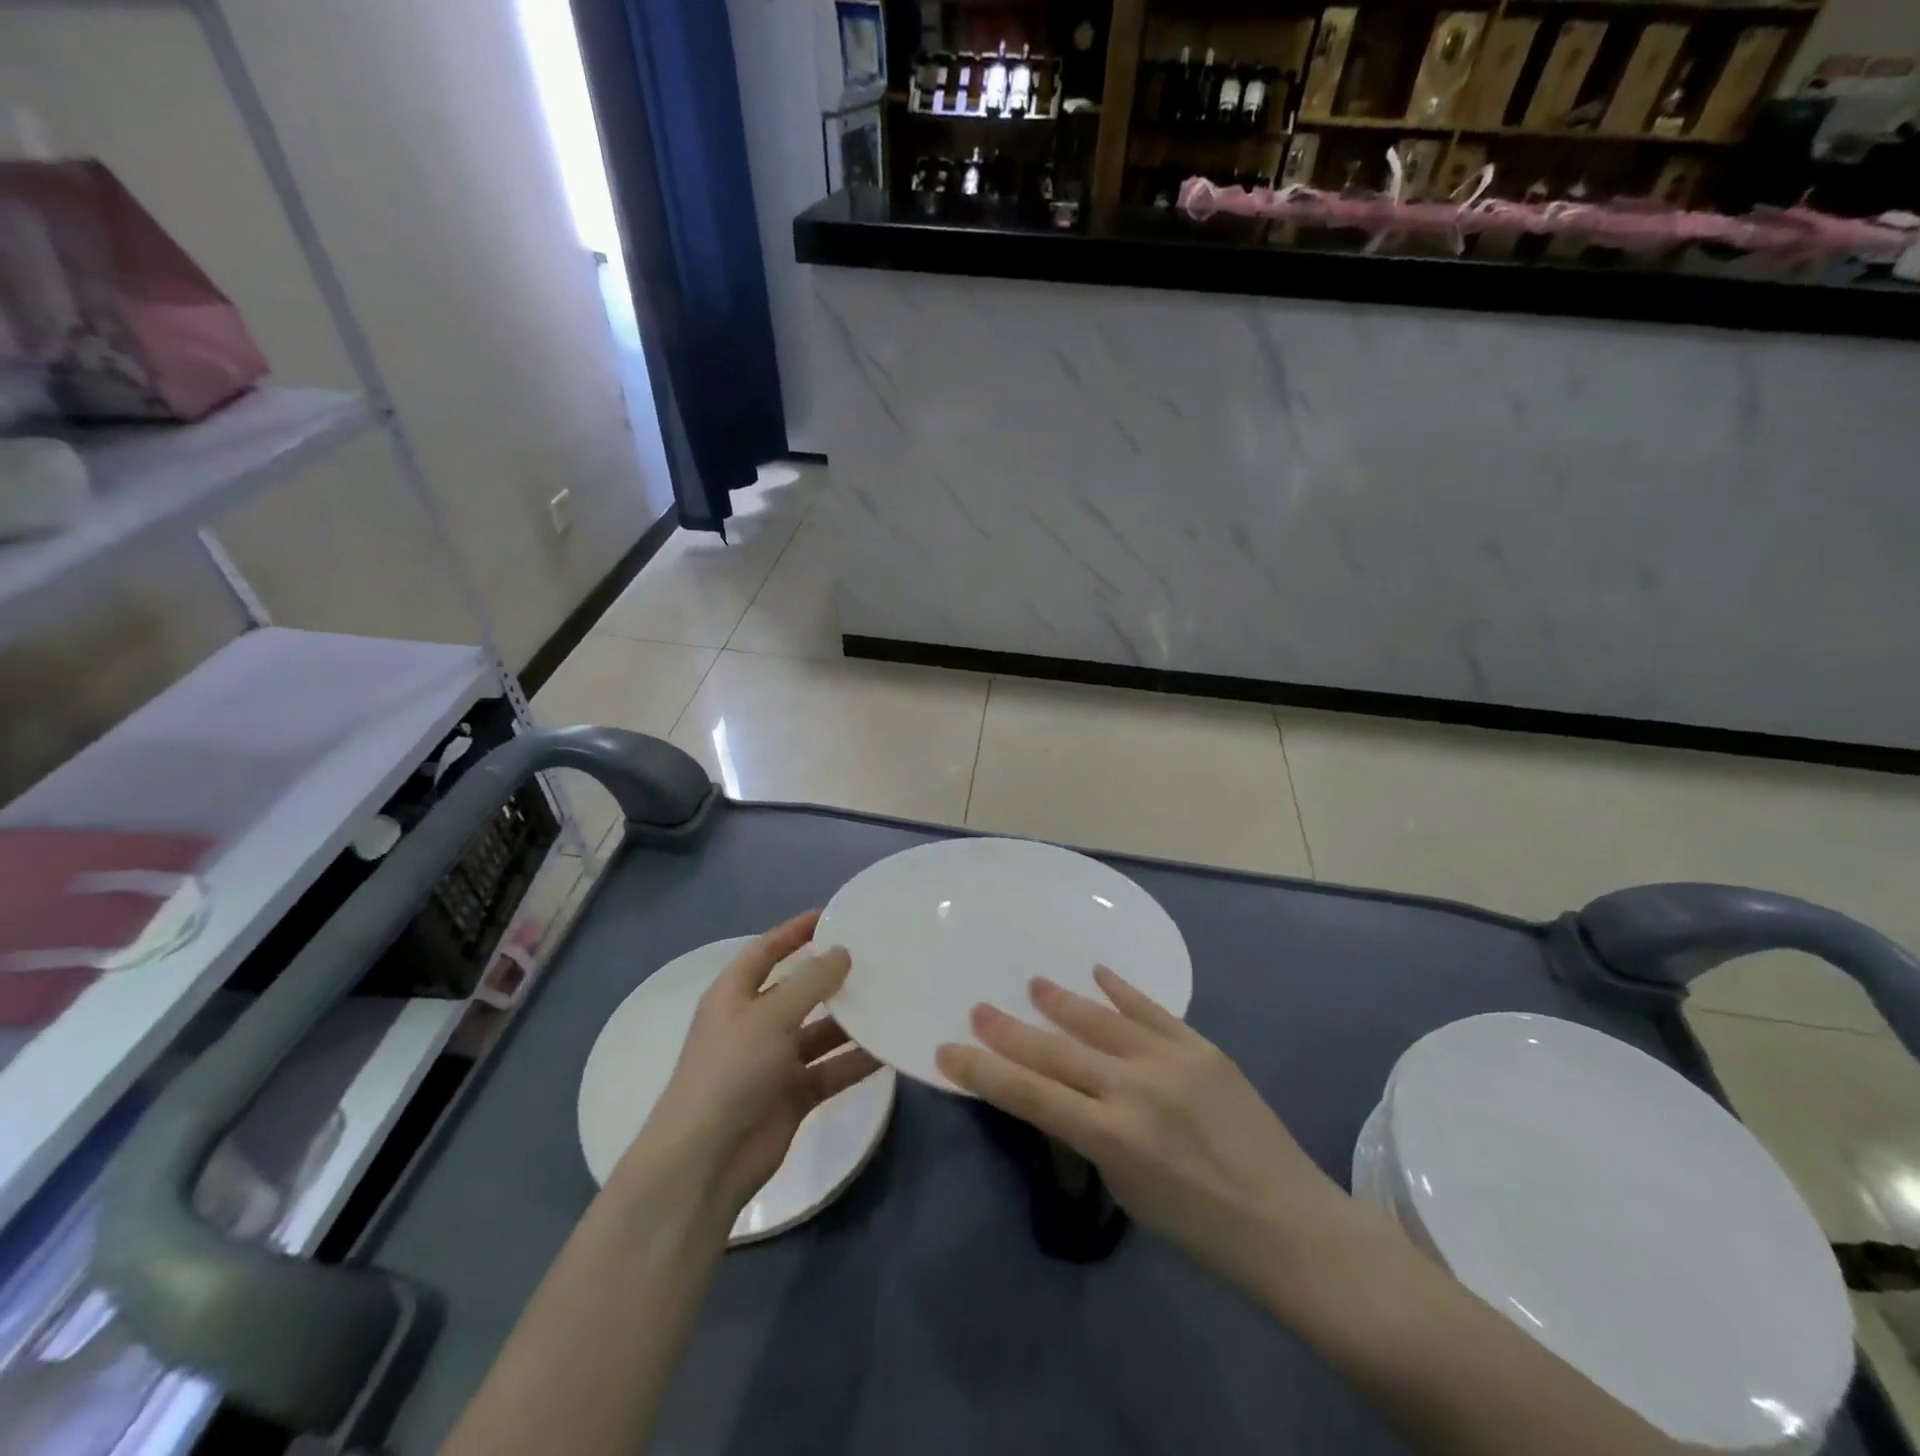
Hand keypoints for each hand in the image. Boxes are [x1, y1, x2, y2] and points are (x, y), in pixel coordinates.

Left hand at [622, 911, 882, 1220]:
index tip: (832, 915)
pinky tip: (889, 1049)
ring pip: (820, 1031)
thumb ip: (810, 982)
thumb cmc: (730, 1071)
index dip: (794, 931)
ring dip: (850, 1020)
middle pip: (798, 990)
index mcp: (734, 995)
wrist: (705, 1161)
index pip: (766, 950)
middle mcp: (754, 1022)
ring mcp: (774, 1061)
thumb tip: (842, 953)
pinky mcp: (793, 1094)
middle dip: (832, 976)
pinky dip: (855, 1061)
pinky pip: (831, 1069)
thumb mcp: (770, 1016)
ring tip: (892, 999)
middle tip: (876, 958)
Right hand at [935, 967, 1350, 1284]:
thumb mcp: (1127, 1192)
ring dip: (1061, 1001)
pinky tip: (1098, 971)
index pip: (1029, 1095)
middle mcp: (1133, 1088)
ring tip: (1033, 984)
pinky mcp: (1200, 1047)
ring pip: (1099, 1019)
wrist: (1287, 1222)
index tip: (948, 1050)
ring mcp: (1169, 1060)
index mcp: (1110, 1136)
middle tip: (979, 1007)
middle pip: (1055, 1051)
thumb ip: (1089, 1138)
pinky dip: (1121, 990)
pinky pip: (1151, 1010)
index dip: (984, 1071)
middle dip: (1009, 1030)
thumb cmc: (1200, 1229)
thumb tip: (1060, 1095)